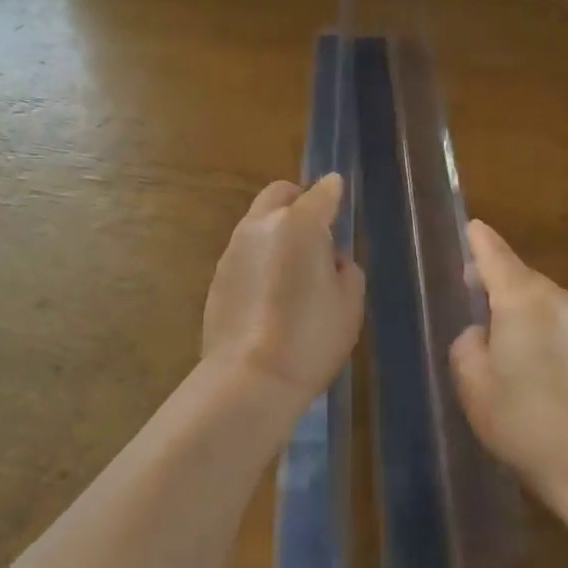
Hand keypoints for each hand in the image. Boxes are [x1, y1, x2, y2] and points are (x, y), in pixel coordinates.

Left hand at [202, 175, 364, 415]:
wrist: (250, 377)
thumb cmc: (310, 337)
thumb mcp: (349, 303)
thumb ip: (345, 268)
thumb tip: (330, 258)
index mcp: (300, 224)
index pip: (321, 192)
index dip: (333, 191)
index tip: (338, 193)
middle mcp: (262, 224)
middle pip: (279, 193)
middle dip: (298, 199)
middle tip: (315, 228)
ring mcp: (234, 247)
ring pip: (258, 220)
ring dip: (276, 228)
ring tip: (291, 264)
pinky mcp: (218, 273)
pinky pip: (244, 250)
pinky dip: (260, 255)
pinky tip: (269, 289)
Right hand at [450, 220, 567, 507]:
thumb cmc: (529, 426)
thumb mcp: (474, 387)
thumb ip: (467, 346)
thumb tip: (483, 334)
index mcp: (523, 299)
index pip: (495, 253)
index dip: (479, 241)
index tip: (472, 229)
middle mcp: (562, 300)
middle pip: (523, 280)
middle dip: (500, 288)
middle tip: (479, 312)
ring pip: (549, 307)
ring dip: (529, 319)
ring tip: (516, 360)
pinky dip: (555, 341)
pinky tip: (552, 382)